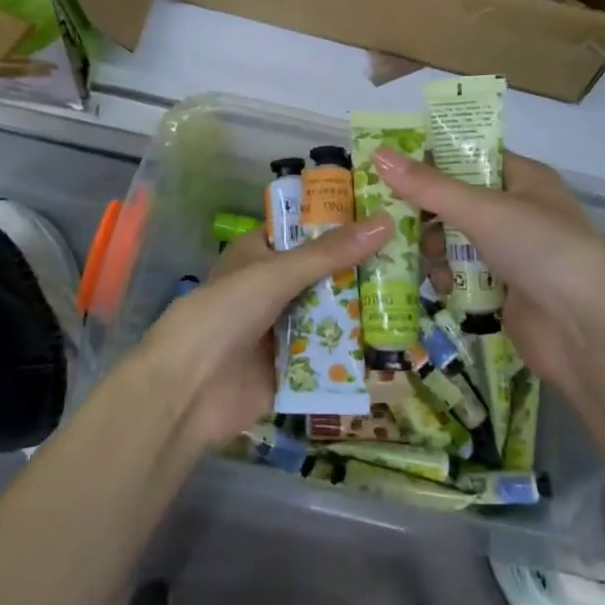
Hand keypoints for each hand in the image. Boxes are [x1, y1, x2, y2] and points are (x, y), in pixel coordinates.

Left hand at [132, 215, 392, 445]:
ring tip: (415, 296)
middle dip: (362, 270)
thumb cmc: (225, 314)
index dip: (342, 222)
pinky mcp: (293, 368)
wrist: (188, 391)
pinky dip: (355, 351)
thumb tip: (386, 221)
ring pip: (331, 314)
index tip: (387, 214)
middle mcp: (273, 288)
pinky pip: (330, 355)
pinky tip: (396, 343)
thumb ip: (330, 253)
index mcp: (260, 254)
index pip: (307, 230)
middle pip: (325, 274)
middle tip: (414, 258)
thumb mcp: (277, 273)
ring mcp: (283, 329)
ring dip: (363, 310)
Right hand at [374, 147, 604, 392]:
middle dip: (425, 208)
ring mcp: (512, 253)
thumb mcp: (483, 210)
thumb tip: (378, 154)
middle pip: (459, 200)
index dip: (431, 158)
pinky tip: (437, 284)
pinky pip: (464, 274)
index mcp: (525, 178)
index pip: (470, 156)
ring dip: (434, 245)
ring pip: (458, 239)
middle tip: (385, 211)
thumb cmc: (541, 251)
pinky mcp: (504, 290)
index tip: (388, 164)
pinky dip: (448, 277)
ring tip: (412, 251)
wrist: (587, 333)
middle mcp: (519, 211)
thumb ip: (429, 186)